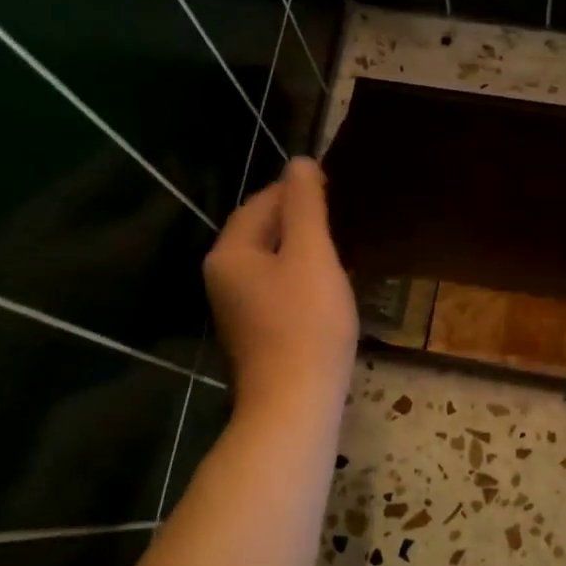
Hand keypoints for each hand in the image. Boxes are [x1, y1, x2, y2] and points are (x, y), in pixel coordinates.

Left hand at [203, 159, 357, 417]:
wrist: (295, 403)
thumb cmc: (306, 323)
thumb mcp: (311, 255)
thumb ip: (305, 206)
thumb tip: (299, 162)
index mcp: (229, 253)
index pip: (262, 203)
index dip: (297, 191)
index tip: (336, 187)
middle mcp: (223, 278)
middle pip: (262, 232)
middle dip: (299, 219)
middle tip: (342, 216)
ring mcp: (237, 309)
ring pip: (271, 262)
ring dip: (302, 250)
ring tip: (340, 246)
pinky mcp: (255, 333)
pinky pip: (277, 290)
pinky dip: (300, 279)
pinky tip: (327, 287)